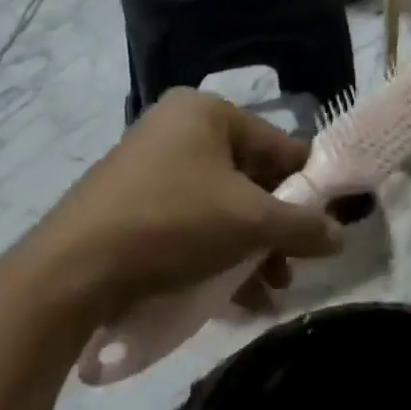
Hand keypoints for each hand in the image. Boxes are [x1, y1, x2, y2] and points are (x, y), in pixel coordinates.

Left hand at [25, 91, 341, 318]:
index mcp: (207, 112)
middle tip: (293, 265)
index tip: (327, 223)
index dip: (308, 186)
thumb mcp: (251, 222)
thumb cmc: (173, 222)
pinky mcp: (129, 204)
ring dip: (250, 248)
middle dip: (276, 228)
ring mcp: (149, 166)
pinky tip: (235, 298)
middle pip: (250, 178)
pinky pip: (190, 221)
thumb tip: (341, 235)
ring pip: (221, 205)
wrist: (69, 272)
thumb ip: (304, 225)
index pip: (279, 145)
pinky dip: (216, 253)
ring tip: (269, 291)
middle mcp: (177, 128)